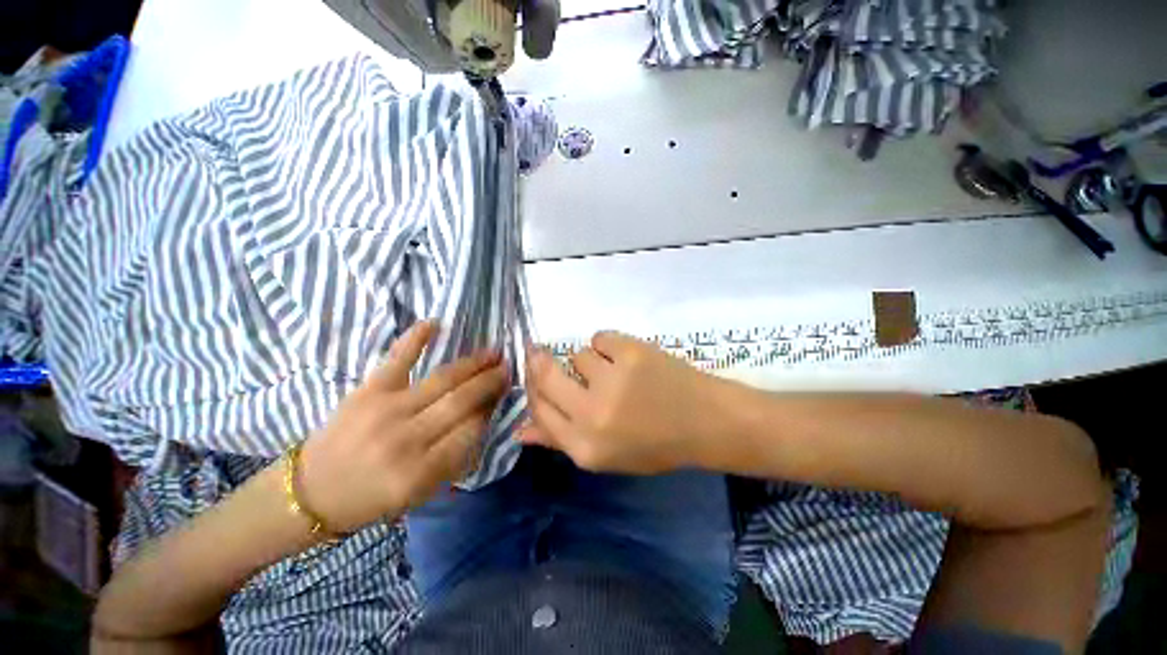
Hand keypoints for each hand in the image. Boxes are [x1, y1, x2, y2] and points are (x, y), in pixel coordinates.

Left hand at [297, 321, 507, 532]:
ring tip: (493, 353)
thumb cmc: (370, 499)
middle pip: (461, 402)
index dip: (489, 410)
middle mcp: (406, 439)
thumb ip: (454, 460)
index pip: (470, 431)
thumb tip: (482, 418)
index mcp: (420, 472)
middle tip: (507, 368)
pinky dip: (416, 339)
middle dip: (490, 382)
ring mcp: (386, 410)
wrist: (309, 492)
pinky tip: (435, 323)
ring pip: (442, 380)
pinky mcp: (367, 391)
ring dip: (472, 364)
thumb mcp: (418, 494)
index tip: (501, 396)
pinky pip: (397, 359)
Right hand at [519, 332, 717, 473]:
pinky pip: (599, 337)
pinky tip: (627, 358)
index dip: (534, 389)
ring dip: (591, 361)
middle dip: (541, 363)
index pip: (540, 410)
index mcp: (584, 447)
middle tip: (546, 354)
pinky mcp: (631, 352)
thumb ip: (560, 441)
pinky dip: (609, 345)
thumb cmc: (656, 444)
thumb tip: (520, 429)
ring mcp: (612, 381)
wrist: (706, 422)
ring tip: (616, 371)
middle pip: (545, 375)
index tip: (537, 374)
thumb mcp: (606, 455)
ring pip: (578, 355)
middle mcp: (592, 415)